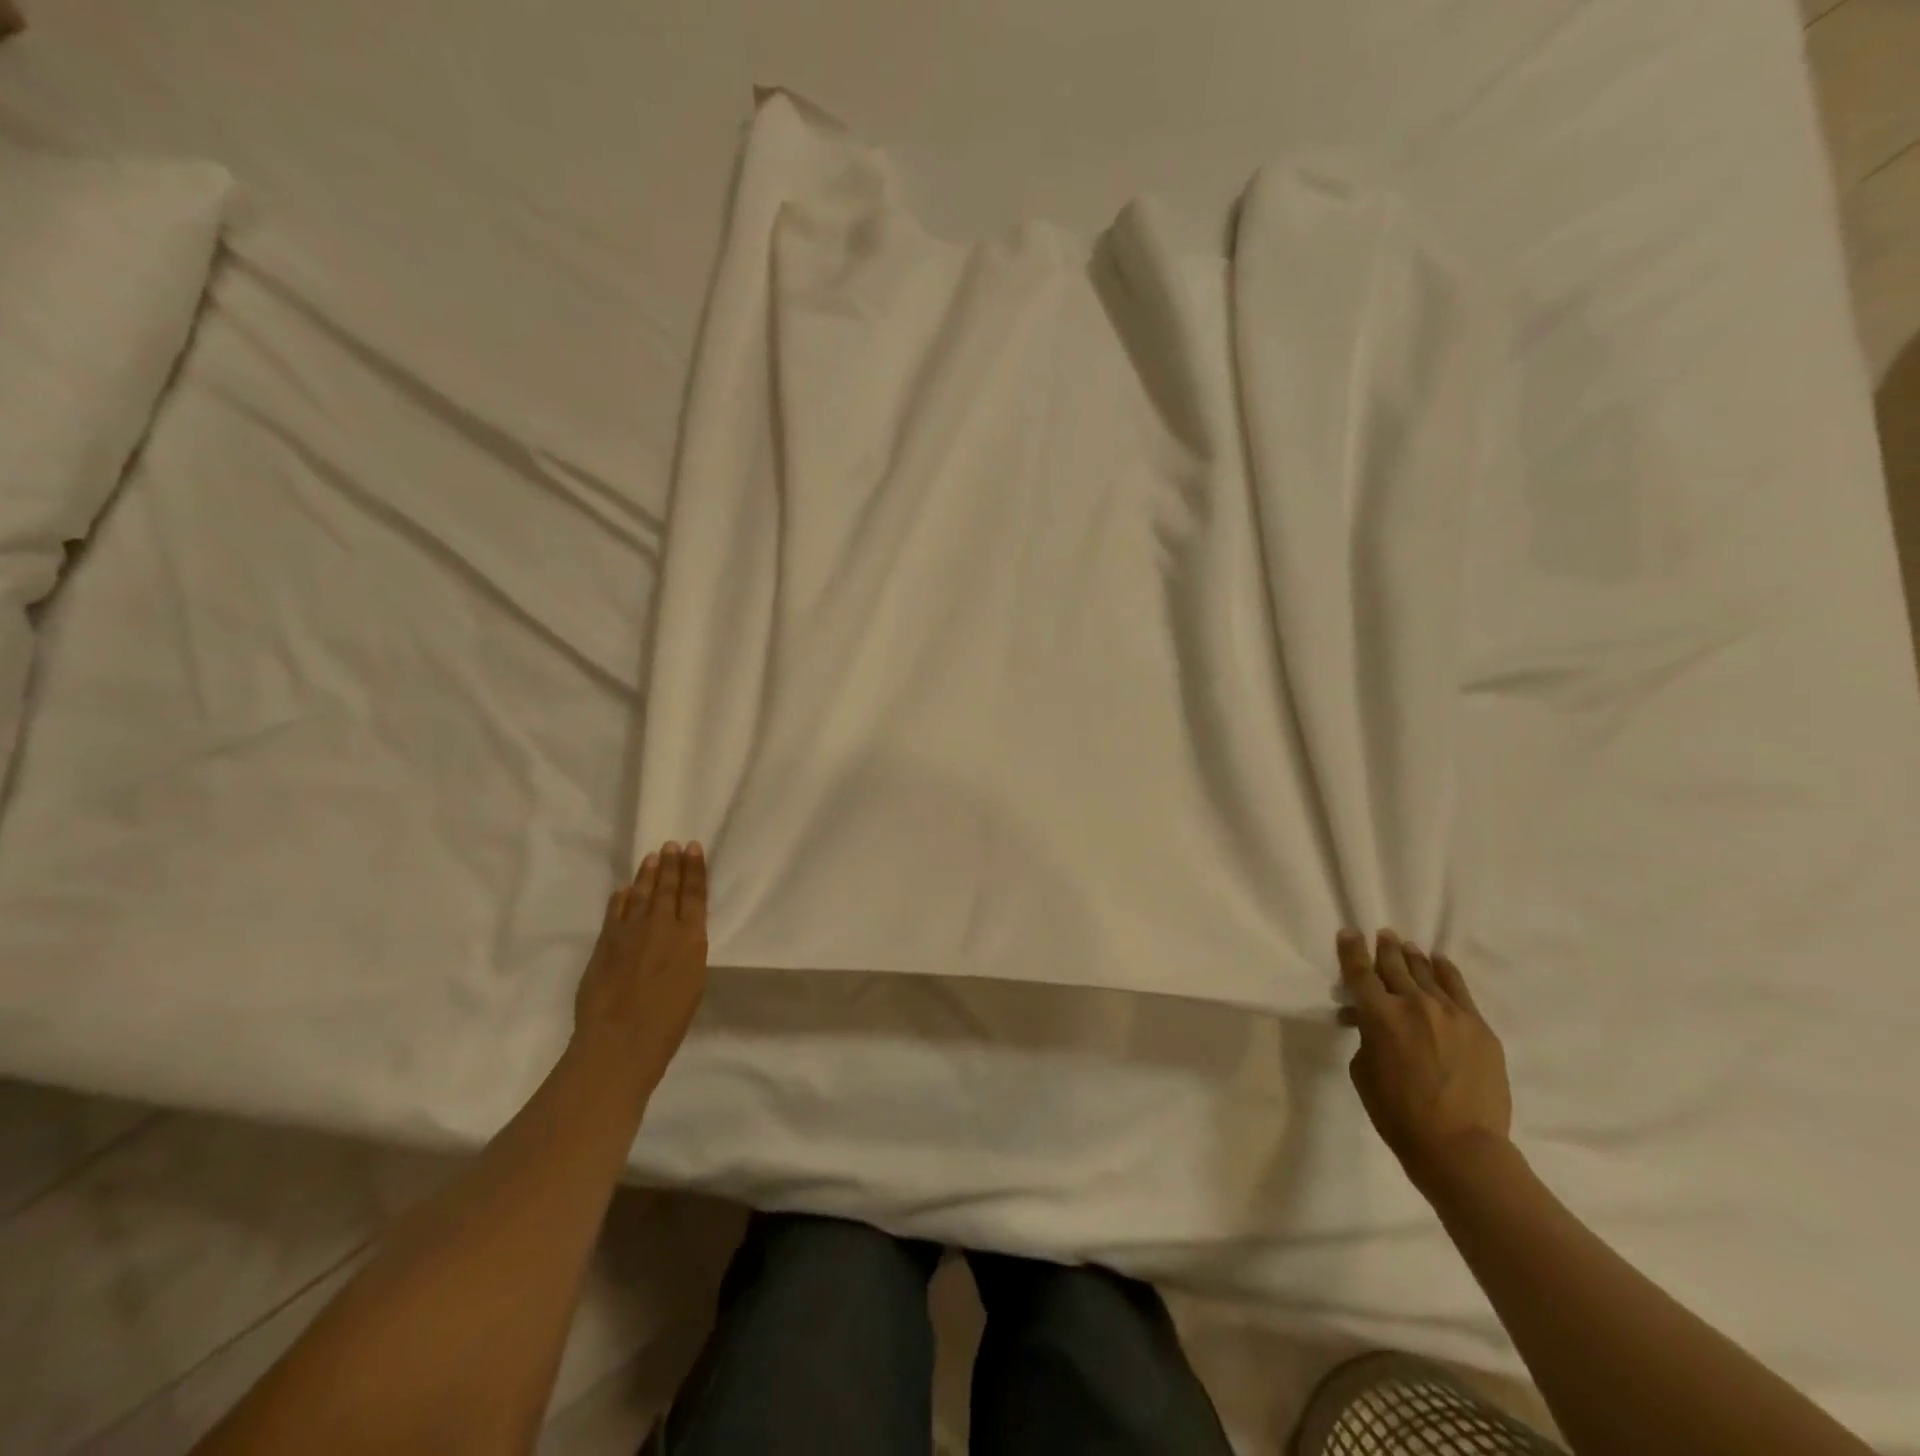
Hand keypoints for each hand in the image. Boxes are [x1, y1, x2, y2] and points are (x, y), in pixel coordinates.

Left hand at [572, 842, 708, 1093]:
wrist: (620, 1041)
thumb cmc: (668, 1022)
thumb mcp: (692, 982)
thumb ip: (687, 952)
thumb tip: (681, 935)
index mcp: (691, 938)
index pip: (695, 894)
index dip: (695, 869)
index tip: (693, 848)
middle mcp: (662, 926)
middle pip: (668, 887)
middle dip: (672, 864)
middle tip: (672, 844)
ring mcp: (630, 932)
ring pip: (641, 894)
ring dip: (647, 874)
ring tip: (652, 857)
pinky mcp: (605, 942)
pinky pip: (615, 911)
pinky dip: (621, 898)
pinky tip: (624, 890)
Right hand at [1338, 929, 1511, 1189]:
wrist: (1461, 1146)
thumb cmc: (1398, 1113)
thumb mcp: (1363, 1070)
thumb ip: (1366, 1036)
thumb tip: (1372, 1022)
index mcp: (1379, 1016)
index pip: (1360, 971)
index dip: (1351, 949)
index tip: (1348, 933)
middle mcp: (1414, 1005)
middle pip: (1395, 965)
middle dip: (1385, 948)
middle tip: (1383, 935)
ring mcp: (1451, 1014)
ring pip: (1427, 973)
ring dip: (1413, 957)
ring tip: (1408, 946)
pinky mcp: (1479, 1028)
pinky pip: (1459, 990)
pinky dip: (1446, 973)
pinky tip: (1440, 963)